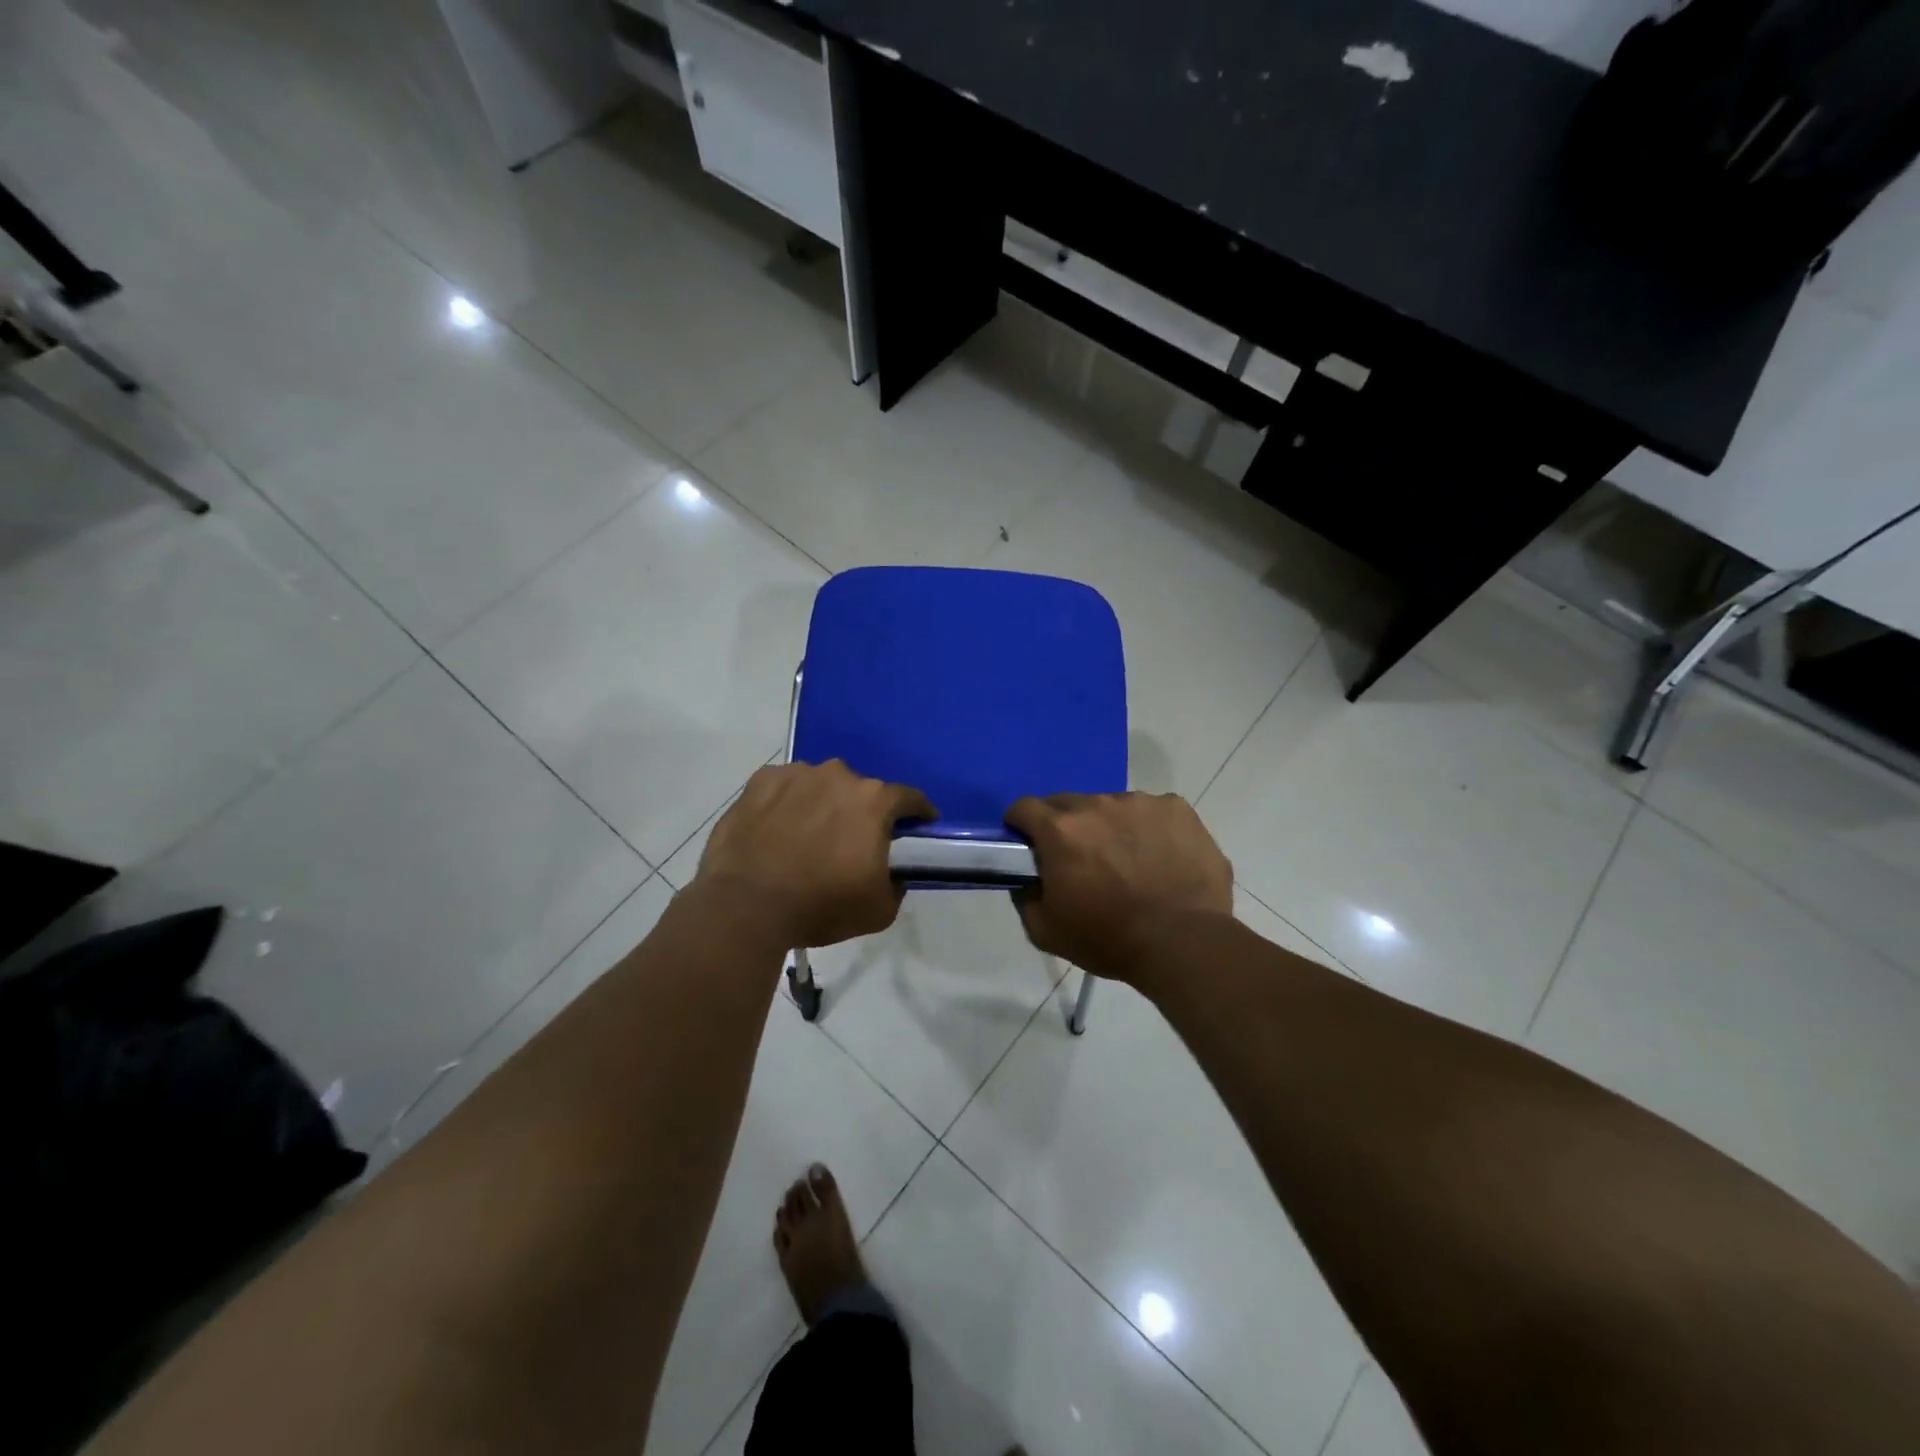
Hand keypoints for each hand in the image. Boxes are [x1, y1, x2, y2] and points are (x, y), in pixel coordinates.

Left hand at [696, 761, 935, 947]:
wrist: (745, 906)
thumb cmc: (820, 906)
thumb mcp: (879, 910)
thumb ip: (896, 884)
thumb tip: (892, 873)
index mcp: (874, 801)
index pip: (909, 798)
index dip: (918, 813)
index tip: (919, 826)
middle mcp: (839, 776)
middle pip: (861, 791)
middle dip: (862, 812)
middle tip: (851, 843)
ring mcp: (797, 774)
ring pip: (821, 785)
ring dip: (823, 804)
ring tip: (808, 836)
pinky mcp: (761, 781)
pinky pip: (785, 787)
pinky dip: (787, 802)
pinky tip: (777, 828)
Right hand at [1005, 792, 1231, 978]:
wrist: (1182, 943)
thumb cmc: (1108, 939)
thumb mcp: (1045, 931)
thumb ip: (1025, 897)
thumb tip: (1026, 879)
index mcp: (1060, 829)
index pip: (1024, 807)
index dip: (1021, 826)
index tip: (1029, 846)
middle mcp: (1097, 804)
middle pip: (1068, 804)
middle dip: (1066, 827)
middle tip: (1080, 860)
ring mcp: (1141, 803)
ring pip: (1112, 807)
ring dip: (1110, 827)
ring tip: (1128, 862)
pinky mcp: (1177, 809)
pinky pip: (1152, 812)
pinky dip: (1149, 830)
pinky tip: (1161, 859)